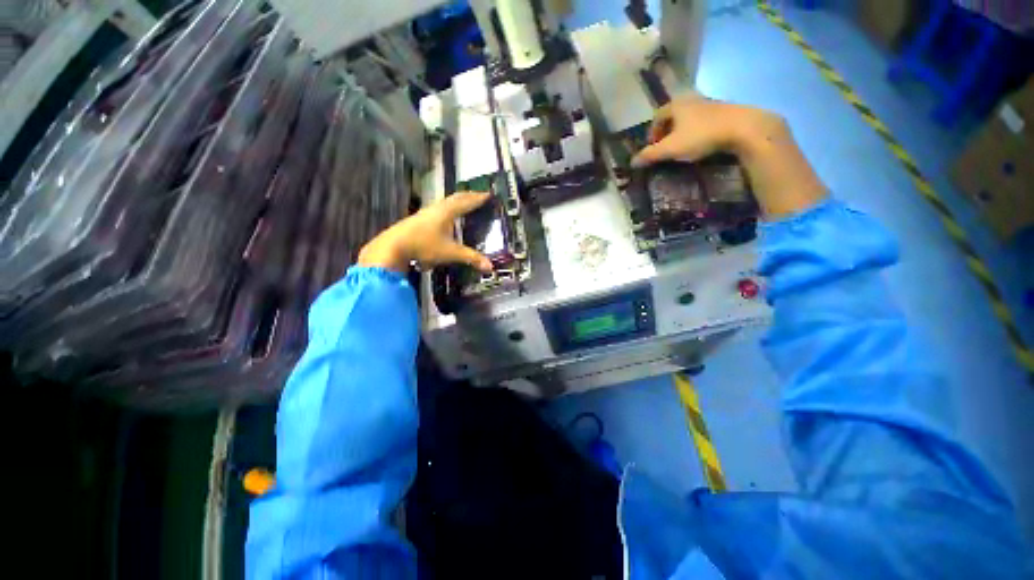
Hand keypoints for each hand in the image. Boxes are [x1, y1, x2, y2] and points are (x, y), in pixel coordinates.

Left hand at [357, 191, 493, 273]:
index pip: (467, 202)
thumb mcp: (451, 253)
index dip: (478, 199)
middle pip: (456, 198)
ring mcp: (426, 213)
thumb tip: (490, 267)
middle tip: (479, 196)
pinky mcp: (419, 219)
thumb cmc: (424, 246)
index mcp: (447, 212)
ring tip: (464, 204)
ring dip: (457, 201)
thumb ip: (471, 258)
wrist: (393, 247)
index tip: (488, 194)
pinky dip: (447, 208)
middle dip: (469, 196)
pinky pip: (438, 208)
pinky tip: (444, 218)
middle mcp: (437, 208)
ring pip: (445, 202)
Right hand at [631, 96, 777, 167]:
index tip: (652, 147)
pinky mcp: (724, 111)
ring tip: (682, 147)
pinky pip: (702, 120)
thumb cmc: (701, 136)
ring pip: (688, 118)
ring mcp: (709, 104)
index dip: (651, 132)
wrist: (743, 128)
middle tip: (665, 147)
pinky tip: (700, 143)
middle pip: (672, 115)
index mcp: (676, 104)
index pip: (657, 116)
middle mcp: (691, 100)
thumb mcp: (671, 148)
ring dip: (681, 131)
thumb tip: (632, 162)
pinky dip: (696, 131)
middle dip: (665, 132)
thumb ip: (650, 155)